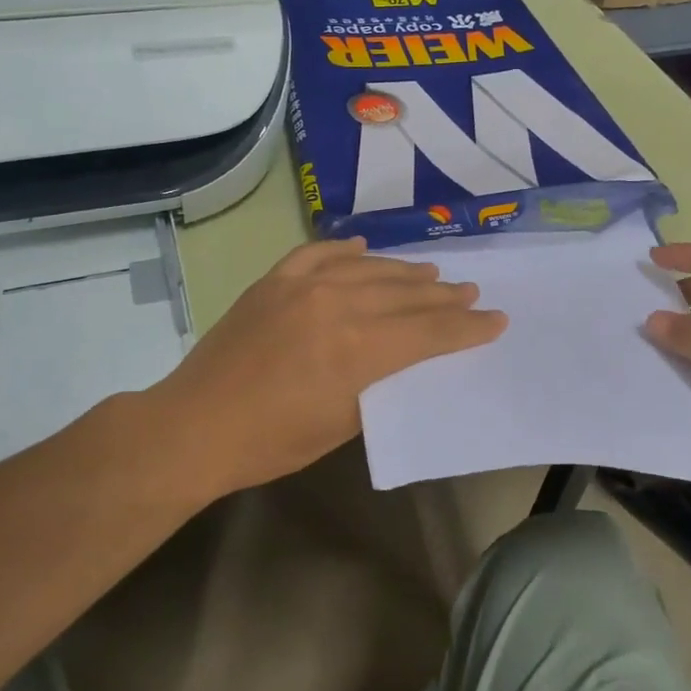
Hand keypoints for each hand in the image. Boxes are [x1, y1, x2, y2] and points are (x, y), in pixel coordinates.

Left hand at [146, 238, 506, 496]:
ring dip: (404, 271)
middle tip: (471, 291)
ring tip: (431, 273)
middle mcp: (336, 305)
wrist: (195, 427)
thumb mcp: (341, 425)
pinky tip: (364, 248)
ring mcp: (301, 286)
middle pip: (405, 294)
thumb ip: (378, 382)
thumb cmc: (272, 442)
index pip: (428, 331)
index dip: (466, 327)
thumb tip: (401, 359)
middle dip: (443, 296)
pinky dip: (345, 249)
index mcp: (358, 349)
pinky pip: (318, 254)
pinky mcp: (273, 281)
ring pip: (368, 269)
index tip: (494, 319)